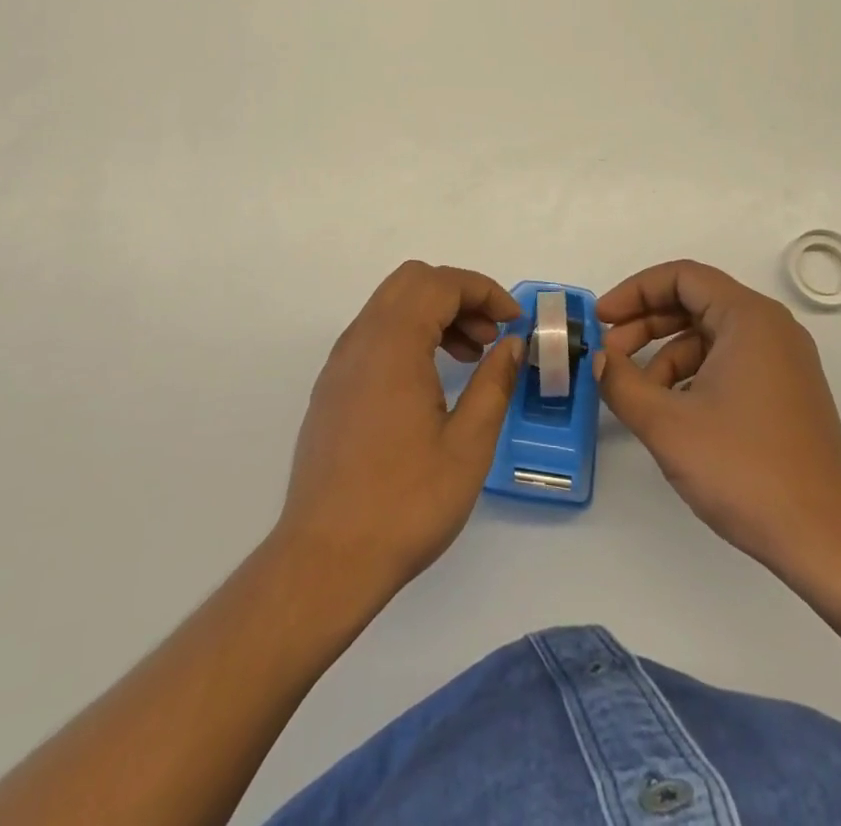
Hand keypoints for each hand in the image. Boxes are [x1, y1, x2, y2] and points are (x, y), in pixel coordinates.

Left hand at [277, 262, 523, 596]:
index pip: (440, 283)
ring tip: (469, 356)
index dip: (484, 291)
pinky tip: (431, 381)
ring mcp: (340, 363)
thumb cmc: (405, 503)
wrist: (326, 559)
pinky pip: (374, 335)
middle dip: (458, 295)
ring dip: (433, 314)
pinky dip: (408, 335)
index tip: (514, 321)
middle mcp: (360, 340)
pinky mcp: (332, 388)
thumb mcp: (468, 445)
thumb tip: (512, 345)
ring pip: (390, 306)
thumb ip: (494, 383)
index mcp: (393, 344)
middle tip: (491, 334)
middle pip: (412, 282)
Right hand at [594, 260, 840, 598]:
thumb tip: (598, 359)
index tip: (601, 321)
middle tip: (608, 355)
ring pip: (708, 336)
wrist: (828, 541)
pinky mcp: (785, 393)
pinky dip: (692, 375)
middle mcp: (770, 329)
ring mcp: (783, 362)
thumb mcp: (667, 425)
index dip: (634, 291)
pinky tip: (671, 412)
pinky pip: (727, 363)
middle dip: (645, 324)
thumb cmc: (745, 470)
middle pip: (694, 302)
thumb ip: (620, 382)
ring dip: (664, 355)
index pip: (681, 277)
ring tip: (636, 394)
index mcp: (749, 318)